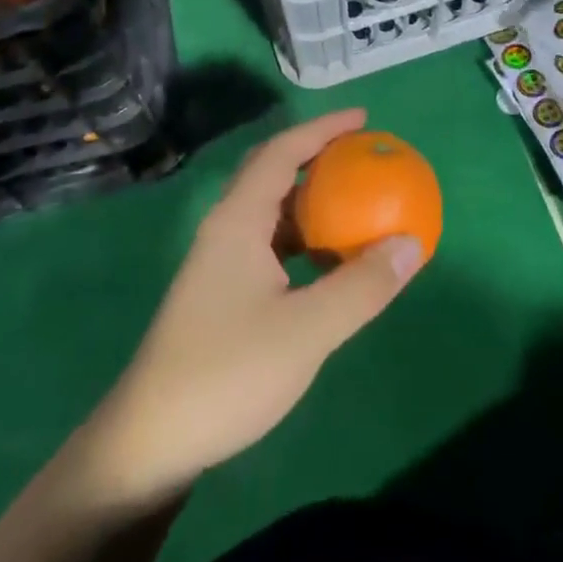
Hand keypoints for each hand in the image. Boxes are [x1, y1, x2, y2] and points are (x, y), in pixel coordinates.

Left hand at [88, 109, 423, 502]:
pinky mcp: (220, 292)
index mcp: (239, 219)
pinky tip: (325, 261)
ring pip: (270, 211)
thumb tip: (411, 242)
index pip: (282, 151)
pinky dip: (301, 237)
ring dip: (310, 200)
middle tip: (361, 156)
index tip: (364, 120)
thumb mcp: (307, 330)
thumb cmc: (228, 373)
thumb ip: (361, 286)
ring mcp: (219, 261)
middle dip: (316, 156)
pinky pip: (268, 243)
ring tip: (352, 202)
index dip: (323, 130)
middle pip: (273, 172)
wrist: (151, 441)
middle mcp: (226, 228)